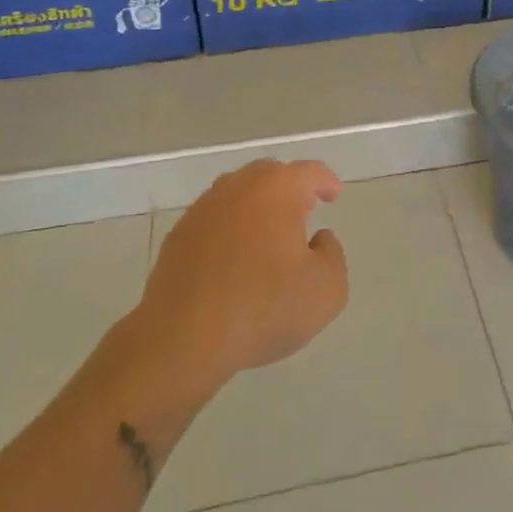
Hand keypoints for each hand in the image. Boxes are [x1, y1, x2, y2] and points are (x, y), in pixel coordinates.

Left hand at [135, 159, 348, 391]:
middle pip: (270, 175)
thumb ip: (333, 256)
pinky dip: (230, 230)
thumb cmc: (263, 308)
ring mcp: (203, 210)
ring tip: (269, 236)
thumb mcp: (326, 290)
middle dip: (289, 188)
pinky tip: (236, 259)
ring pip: (238, 196)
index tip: (333, 195)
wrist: (182, 339)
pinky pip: (215, 221)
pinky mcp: (179, 236)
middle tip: (303, 211)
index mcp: (277, 189)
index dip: (325, 181)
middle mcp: (238, 187)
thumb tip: (318, 239)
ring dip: (257, 209)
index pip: (309, 172)